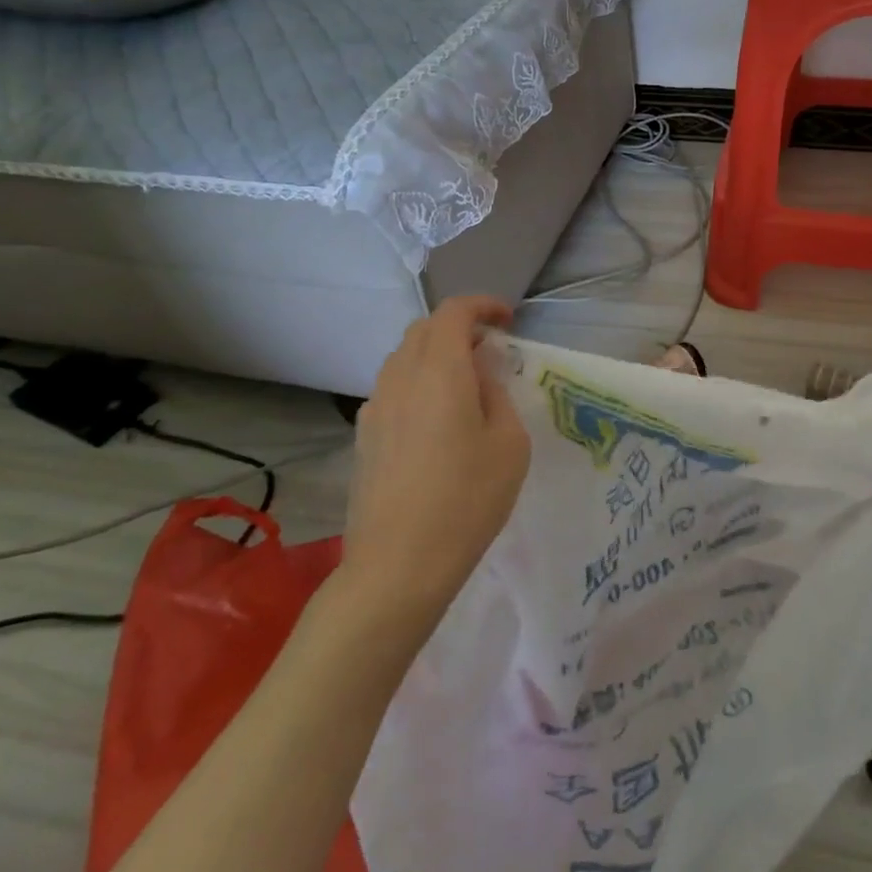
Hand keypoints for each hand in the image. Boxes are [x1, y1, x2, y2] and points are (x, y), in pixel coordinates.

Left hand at [348, 295, 530, 609]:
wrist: (397, 565)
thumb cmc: (467, 500)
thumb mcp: (509, 444)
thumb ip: (497, 394)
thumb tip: (481, 372)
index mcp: (439, 372)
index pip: (453, 312)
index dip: (482, 305)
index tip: (508, 320)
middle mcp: (400, 378)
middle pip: (424, 330)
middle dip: (459, 328)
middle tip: (490, 351)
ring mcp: (374, 408)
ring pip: (403, 358)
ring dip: (436, 355)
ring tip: (465, 386)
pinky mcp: (363, 437)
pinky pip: (392, 389)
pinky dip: (417, 383)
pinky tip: (436, 421)